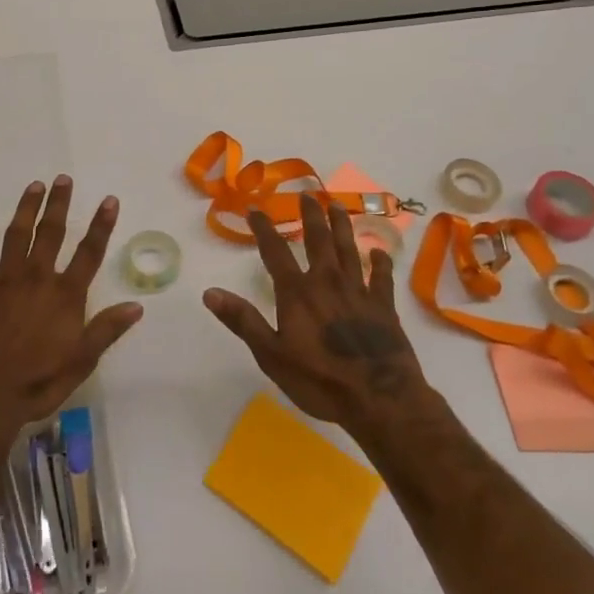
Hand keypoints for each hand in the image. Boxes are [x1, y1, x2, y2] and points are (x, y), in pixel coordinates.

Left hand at [0, 176, 143, 447]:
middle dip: (58, 204)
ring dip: (26, 209)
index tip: (109, 200)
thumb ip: (106, 330)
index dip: (101, 225)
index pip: (89, 253)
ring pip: (16, 236)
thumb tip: (137, 305)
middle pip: (51, 233)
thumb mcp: (80, 363)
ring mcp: (3, 282)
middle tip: (62, 178)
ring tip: (33, 186)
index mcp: (64, 296)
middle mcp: (36, 279)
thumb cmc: (35, 383)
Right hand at [204, 193, 429, 434]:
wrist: (380, 399)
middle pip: (318, 240)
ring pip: (349, 249)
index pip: (275, 251)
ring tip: (338, 205)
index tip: (255, 209)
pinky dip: (380, 263)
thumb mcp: (270, 354)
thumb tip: (209, 292)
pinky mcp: (384, 307)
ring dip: (343, 226)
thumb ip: (242, 320)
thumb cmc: (319, 380)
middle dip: (311, 215)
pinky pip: (382, 278)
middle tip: (308, 194)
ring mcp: (358, 292)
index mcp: (297, 292)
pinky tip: (379, 253)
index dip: (263, 228)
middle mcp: (327, 282)